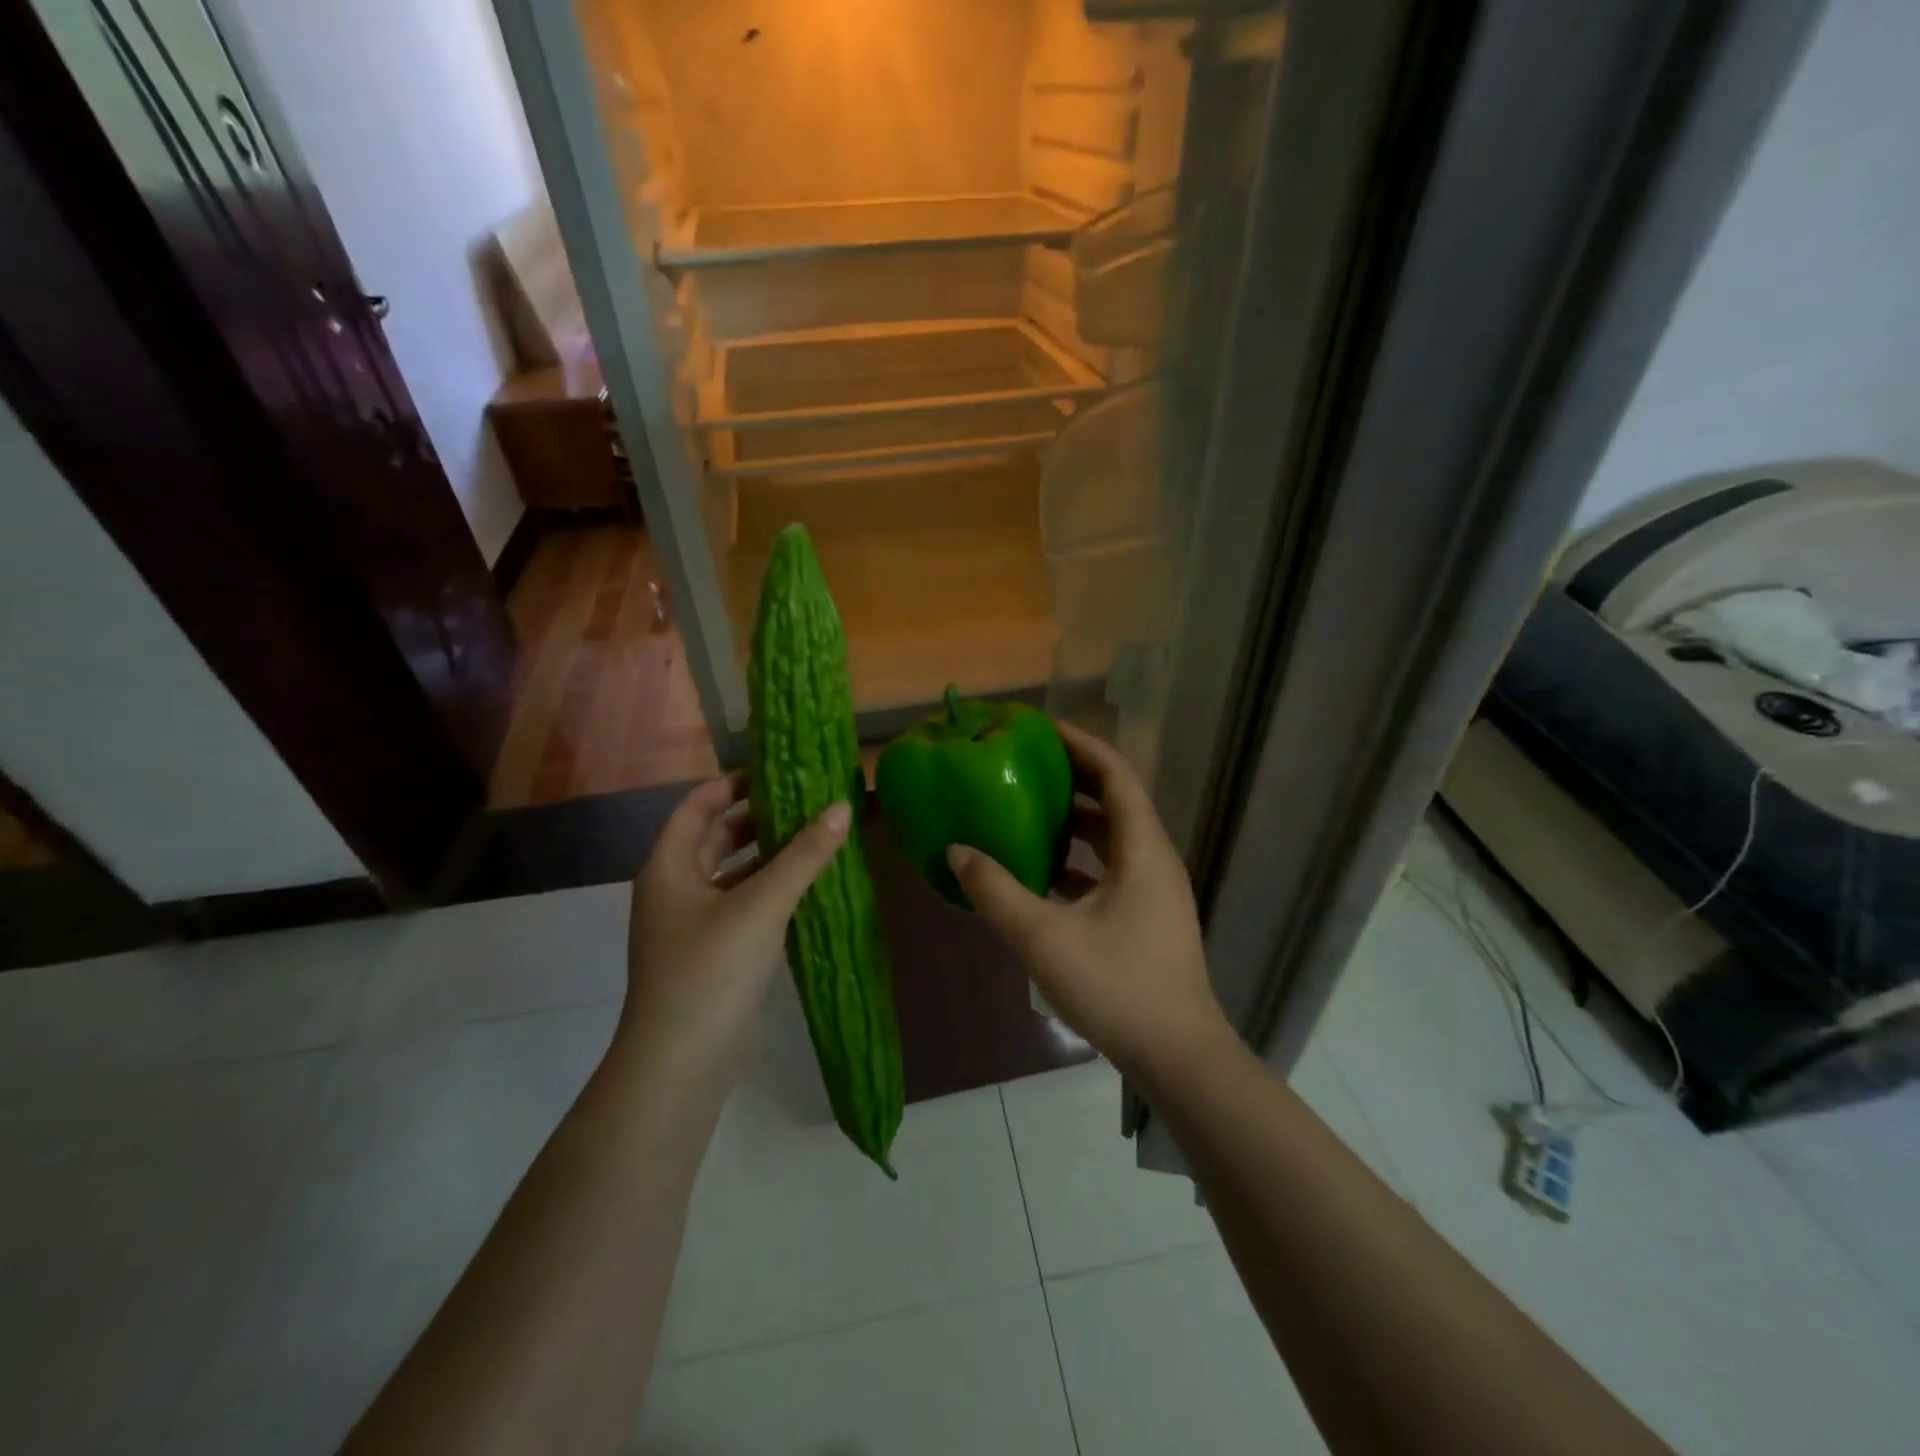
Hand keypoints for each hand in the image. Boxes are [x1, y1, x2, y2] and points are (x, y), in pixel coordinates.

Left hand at [623, 775, 850, 1083]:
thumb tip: (842, 806)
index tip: (779, 772)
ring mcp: (692, 924)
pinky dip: (770, 889)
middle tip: (809, 800)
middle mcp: (675, 888)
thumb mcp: (761, 906)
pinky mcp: (712, 953)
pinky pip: (742, 904)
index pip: (698, 805)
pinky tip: (808, 886)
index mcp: (669, 866)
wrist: (680, 1065)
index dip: (734, 783)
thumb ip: (803, 856)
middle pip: (716, 836)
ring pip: (732, 872)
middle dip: (759, 817)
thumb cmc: (710, 972)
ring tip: (816, 835)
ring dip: (768, 854)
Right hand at [947, 722, 1230, 1082]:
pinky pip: (1110, 870)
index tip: (1041, 728)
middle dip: (1072, 778)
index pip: (1115, 774)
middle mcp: (1154, 859)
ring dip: (1074, 821)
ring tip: (1026, 811)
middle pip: (1114, 801)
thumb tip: (956, 851)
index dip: (1081, 744)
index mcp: (1142, 849)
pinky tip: (1041, 875)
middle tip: (1025, 765)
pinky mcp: (1148, 918)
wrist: (1179, 1058)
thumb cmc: (1117, 987)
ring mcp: (1154, 891)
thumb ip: (996, 891)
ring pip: (1112, 838)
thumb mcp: (1043, 938)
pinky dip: (1078, 861)